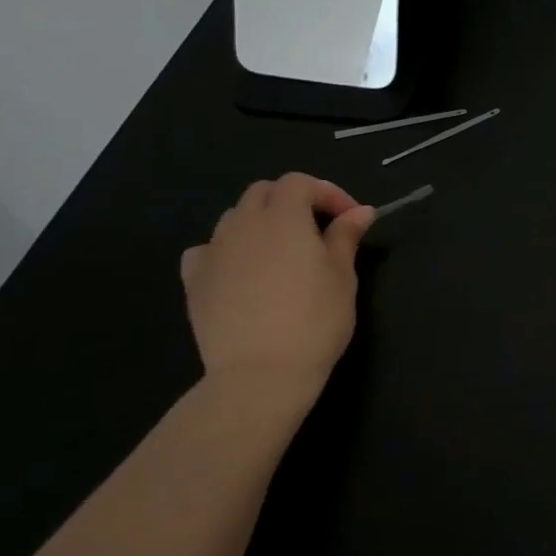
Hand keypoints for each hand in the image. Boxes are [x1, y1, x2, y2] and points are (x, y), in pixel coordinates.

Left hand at [180, 174, 374, 408]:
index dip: (328, 193)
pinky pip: (208, 250)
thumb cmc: (314, 320)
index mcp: (283, 217)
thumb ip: (346, 237)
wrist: (261, 373)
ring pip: (235, 218)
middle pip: (263, 192)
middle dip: (292, 201)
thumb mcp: (343, 276)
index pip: (300, 183)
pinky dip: (228, 250)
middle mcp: (243, 225)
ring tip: (283, 251)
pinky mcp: (194, 281)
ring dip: (261, 222)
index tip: (351, 219)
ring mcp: (213, 251)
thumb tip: (360, 211)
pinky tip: (242, 272)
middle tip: (319, 228)